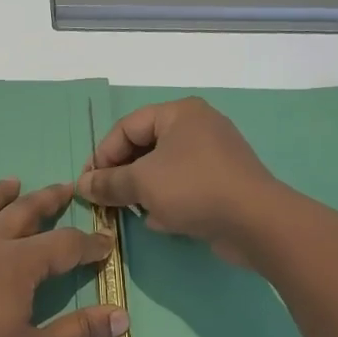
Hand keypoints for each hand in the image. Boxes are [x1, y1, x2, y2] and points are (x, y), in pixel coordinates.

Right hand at [77, 98, 280, 266]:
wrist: (257, 223)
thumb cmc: (193, 189)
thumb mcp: (141, 183)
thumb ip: (107, 182)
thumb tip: (81, 186)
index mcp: (179, 113)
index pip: (126, 128)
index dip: (102, 155)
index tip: (87, 184)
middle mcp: (198, 127)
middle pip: (144, 147)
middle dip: (122, 175)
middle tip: (105, 199)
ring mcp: (213, 155)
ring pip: (163, 170)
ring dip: (143, 191)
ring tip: (130, 211)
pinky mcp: (223, 183)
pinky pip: (183, 186)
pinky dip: (167, 201)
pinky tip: (161, 221)